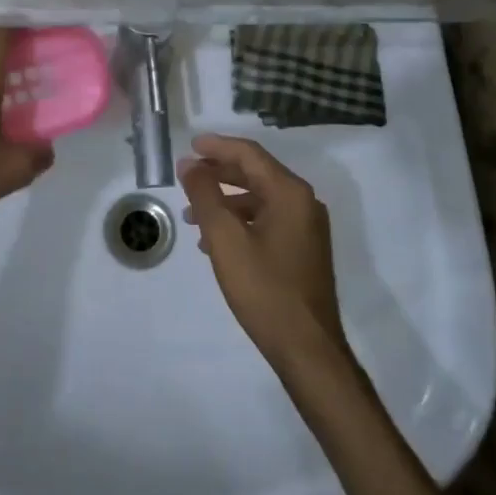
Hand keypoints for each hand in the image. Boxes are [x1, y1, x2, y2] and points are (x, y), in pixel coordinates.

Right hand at [179, 134, 348, 369]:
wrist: (307, 349)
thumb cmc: (264, 289)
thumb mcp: (226, 239)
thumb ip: (205, 196)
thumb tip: (189, 164)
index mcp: (290, 192)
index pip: (249, 154)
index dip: (217, 146)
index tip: (189, 145)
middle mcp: (304, 202)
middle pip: (256, 173)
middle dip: (219, 173)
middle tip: (188, 175)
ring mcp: (307, 227)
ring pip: (260, 199)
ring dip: (226, 200)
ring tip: (193, 215)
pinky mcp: (304, 249)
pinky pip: (268, 220)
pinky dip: (241, 221)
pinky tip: (216, 241)